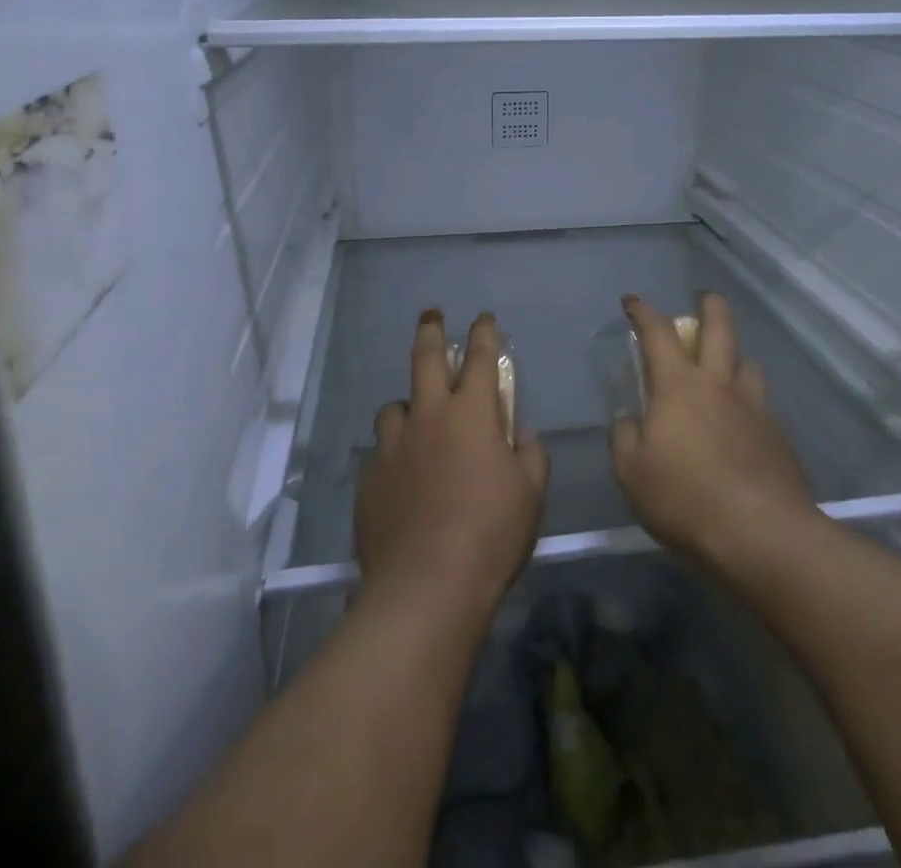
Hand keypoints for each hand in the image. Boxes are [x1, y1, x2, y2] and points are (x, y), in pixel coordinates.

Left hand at [355, 310, 549, 618]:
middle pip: (425, 359)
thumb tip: (522, 436)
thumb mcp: (530, 494)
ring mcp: (393, 447)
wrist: (426, 585)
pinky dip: (395, 454)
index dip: (484, 334)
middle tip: (431, 315)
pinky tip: (403, 478)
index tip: (484, 318)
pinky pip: (382, 453)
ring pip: (395, 407)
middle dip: (431, 330)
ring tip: (416, 421)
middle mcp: (428, 417)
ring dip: (408, 405)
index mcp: (471, 414)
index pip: (480, 357)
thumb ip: (530, 455)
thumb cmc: (491, 533)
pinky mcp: (370, 479)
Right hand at [609, 293, 815, 570]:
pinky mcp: (778, 437)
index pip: (657, 333)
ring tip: (726, 367)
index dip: (643, 312)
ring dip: (734, 356)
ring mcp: (754, 409)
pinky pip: (761, 404)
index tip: (632, 302)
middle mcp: (719, 385)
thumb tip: (630, 419)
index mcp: (678, 386)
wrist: (763, 536)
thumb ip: (625, 438)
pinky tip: (742, 424)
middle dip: (709, 306)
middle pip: (720, 328)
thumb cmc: (686, 499)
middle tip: (703, 298)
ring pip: (747, 363)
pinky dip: (748, 401)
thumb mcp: (632, 473)